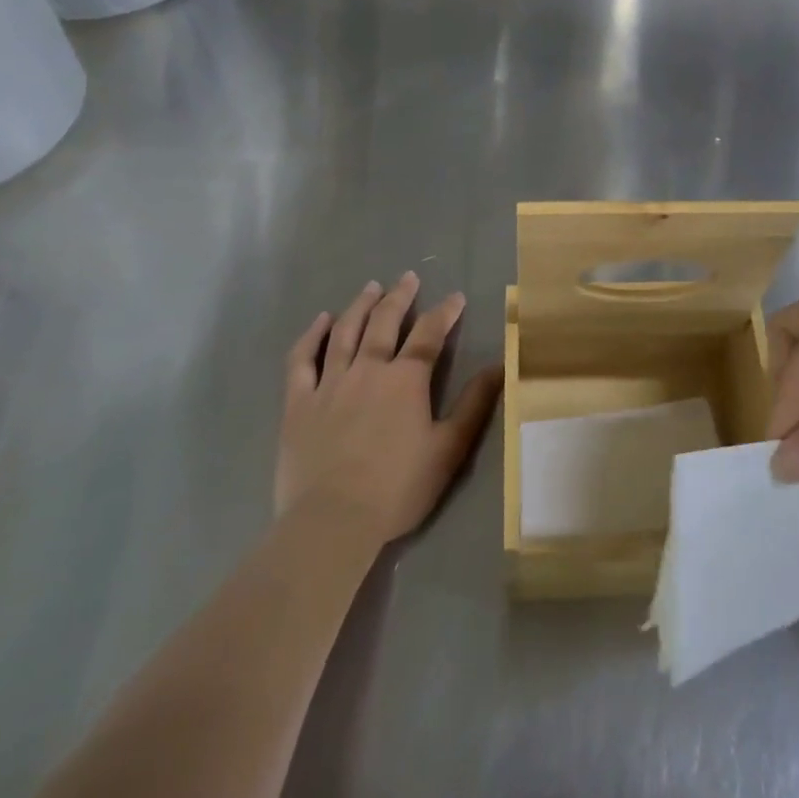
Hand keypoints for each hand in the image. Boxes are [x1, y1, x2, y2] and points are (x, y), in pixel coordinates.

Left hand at [276, 273, 500, 543]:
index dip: (445, 312)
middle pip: (385, 323)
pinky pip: (302, 359)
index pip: (430, 334)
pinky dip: (311, 335)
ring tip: (371, 287)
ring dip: (360, 306)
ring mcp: (329, 383)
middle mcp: (367, 370)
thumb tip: (500, 366)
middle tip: (408, 277)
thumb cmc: (398, 488)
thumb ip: (474, 405)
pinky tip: (321, 320)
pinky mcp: (298, 403)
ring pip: (345, 332)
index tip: (455, 297)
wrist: (332, 520)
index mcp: (406, 380)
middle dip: (400, 297)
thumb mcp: (449, 448)